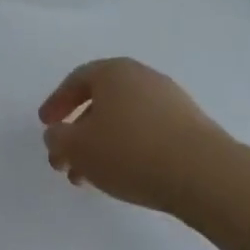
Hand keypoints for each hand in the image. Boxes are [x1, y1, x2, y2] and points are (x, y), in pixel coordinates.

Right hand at [38, 58, 237, 217]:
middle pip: (100, 102)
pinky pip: (147, 132)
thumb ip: (57, 138)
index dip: (56, 103)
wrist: (204, 174)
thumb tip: (57, 135)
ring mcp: (170, 100)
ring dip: (102, 145)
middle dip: (78, 132)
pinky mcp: (190, 126)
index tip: (46, 125)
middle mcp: (143, 77)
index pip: (76, 80)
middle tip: (65, 160)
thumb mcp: (77, 147)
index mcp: (113, 71)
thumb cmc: (130, 151)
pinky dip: (128, 150)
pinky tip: (123, 176)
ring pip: (124, 120)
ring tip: (90, 177)